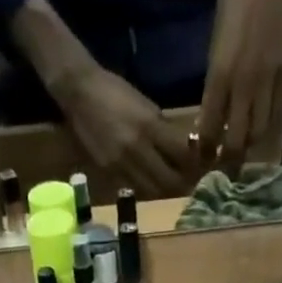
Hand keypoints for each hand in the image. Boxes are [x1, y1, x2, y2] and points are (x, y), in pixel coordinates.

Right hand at [57, 65, 192, 193]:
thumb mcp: (145, 105)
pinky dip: (146, 188)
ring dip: (164, 190)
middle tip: (189, 182)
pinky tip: (150, 182)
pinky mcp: (110, 173)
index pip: (180, 154)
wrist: (80, 94)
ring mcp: (122, 164)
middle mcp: (137, 149)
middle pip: (168, 180)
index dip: (193, 164)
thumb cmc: (115, 92)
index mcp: (149, 126)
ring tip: (171, 185)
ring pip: (152, 190)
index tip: (200, 165)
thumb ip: (163, 129)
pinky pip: (135, 188)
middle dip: (182, 184)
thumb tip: (181, 147)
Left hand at [198, 0, 281, 173]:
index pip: (209, 129)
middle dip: (228, 160)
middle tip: (223, 170)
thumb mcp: (213, 49)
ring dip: (248, 147)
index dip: (205, 152)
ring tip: (241, 151)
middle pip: (236, 140)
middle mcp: (244, 84)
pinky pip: (275, 114)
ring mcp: (267, 81)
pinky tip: (257, 130)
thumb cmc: (233, 8)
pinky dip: (264, 128)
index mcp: (220, 75)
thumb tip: (207, 123)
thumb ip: (213, 88)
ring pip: (258, 133)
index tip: (202, 164)